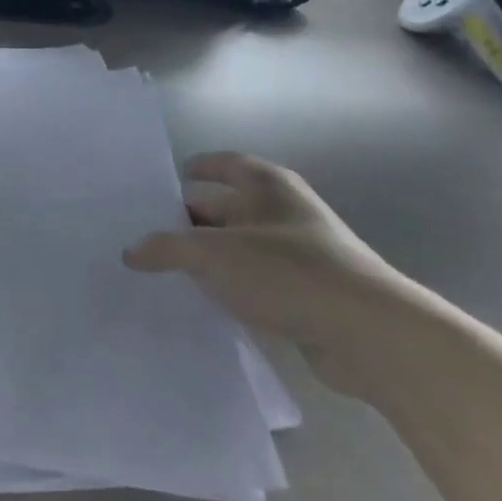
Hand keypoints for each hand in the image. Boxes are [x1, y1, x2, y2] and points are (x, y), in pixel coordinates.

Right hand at [123, 152, 413, 393]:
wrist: (371, 336)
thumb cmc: (288, 271)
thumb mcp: (214, 254)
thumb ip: (167, 248)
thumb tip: (130, 251)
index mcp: (266, 185)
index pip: (222, 164)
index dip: (192, 169)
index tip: (160, 182)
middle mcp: (282, 212)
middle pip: (224, 208)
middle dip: (186, 221)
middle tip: (142, 234)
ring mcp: (296, 254)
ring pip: (237, 249)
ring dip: (205, 260)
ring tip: (160, 271)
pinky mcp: (305, 296)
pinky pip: (253, 283)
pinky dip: (228, 288)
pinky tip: (200, 303)